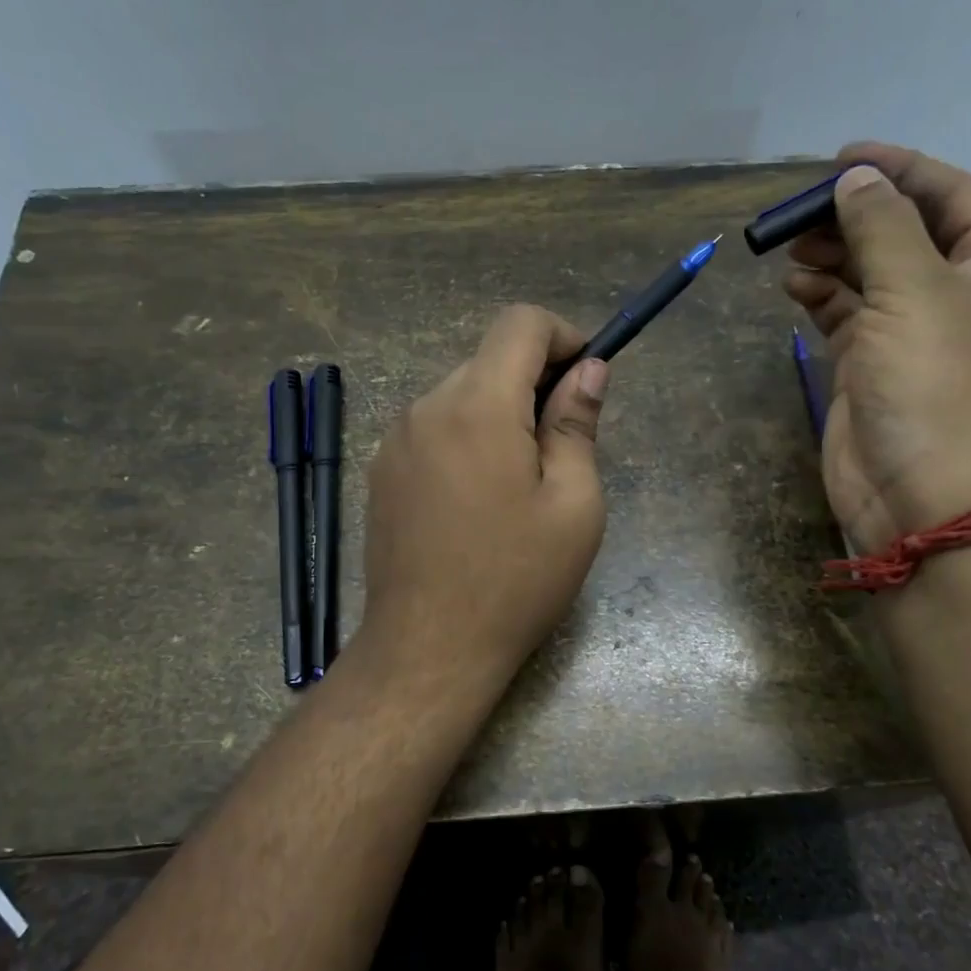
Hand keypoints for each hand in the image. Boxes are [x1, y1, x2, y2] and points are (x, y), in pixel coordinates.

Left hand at [355, 304, 609, 695]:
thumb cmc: (516, 580)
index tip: (585, 381)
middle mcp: (427, 406)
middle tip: (562, 449)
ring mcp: (395, 439)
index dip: (563, 336)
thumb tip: (589, 369)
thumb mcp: (573, 505)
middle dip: (534, 384)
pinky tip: (477, 502)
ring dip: (499, 415)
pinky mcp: (381, 471)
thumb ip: (577, 424)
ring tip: (520, 485)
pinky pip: (434, 429)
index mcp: (478, 405)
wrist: (429, 647)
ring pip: (460, 395)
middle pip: (489, 360)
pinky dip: (466, 439)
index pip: (520, 322)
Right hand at [785, 142, 970, 553]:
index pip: (951, 195)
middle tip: (799, 211)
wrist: (927, 499)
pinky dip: (821, 298)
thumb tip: (856, 177)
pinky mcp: (873, 369)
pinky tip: (793, 287)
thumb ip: (882, 227)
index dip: (899, 170)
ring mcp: (914, 336)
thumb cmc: (937, 387)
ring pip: (870, 276)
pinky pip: (847, 317)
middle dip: (854, 217)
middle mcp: (959, 296)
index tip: (841, 157)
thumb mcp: (914, 292)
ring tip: (789, 249)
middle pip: (905, 234)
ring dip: (832, 257)